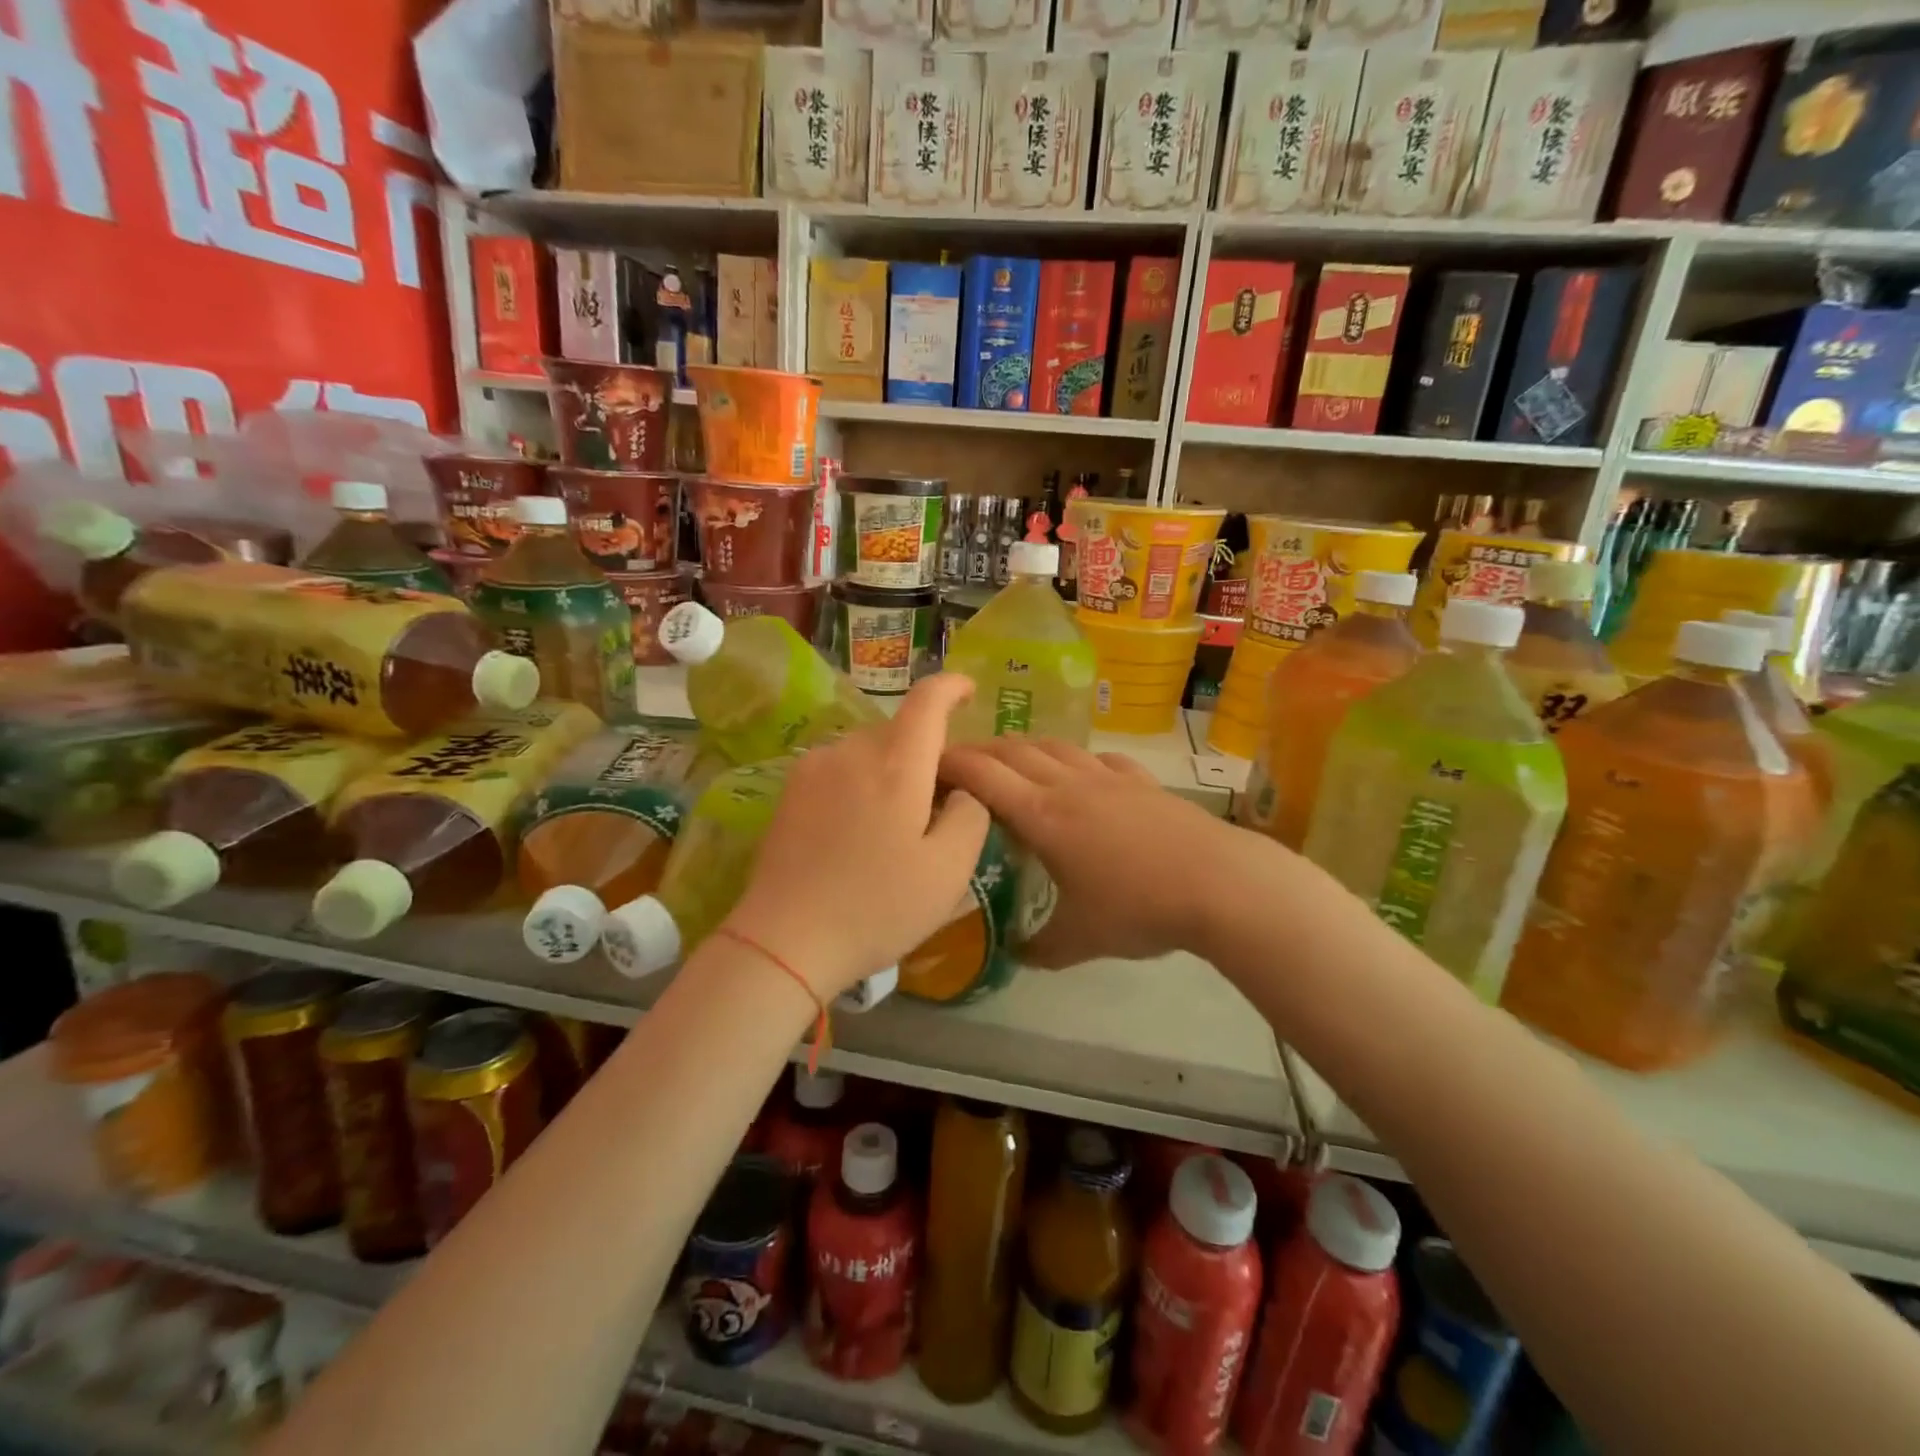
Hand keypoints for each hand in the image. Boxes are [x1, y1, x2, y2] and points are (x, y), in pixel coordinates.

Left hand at [724, 674, 989, 1000]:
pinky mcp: (790, 791)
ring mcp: (813, 768)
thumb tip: (962, 789)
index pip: (927, 700)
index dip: (951, 687)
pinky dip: (862, 782)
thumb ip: (970, 814)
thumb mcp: (949, 870)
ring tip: (898, 824)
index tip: (967, 691)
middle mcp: (851, 751)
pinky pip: (840, 768)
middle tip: (941, 801)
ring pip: (868, 750)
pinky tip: (860, 831)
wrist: (784, 941)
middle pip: (899, 730)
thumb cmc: (877, 907)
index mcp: (896, 764)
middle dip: (926, 751)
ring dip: (892, 769)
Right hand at [939, 737, 1251, 967]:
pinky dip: (1076, 758)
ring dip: (1024, 747)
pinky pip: (1097, 757)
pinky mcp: (1141, 780)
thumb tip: (1017, 954)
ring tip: (1012, 761)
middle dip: (980, 750)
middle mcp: (1067, 784)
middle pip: (1012, 750)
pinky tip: (1082, 773)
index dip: (949, 762)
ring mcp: (1107, 777)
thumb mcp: (1081, 938)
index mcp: (1041, 815)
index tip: (926, 765)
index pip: (981, 774)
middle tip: (960, 763)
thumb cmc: (1139, 908)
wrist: (1219, 884)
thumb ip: (1041, 948)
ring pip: (1054, 745)